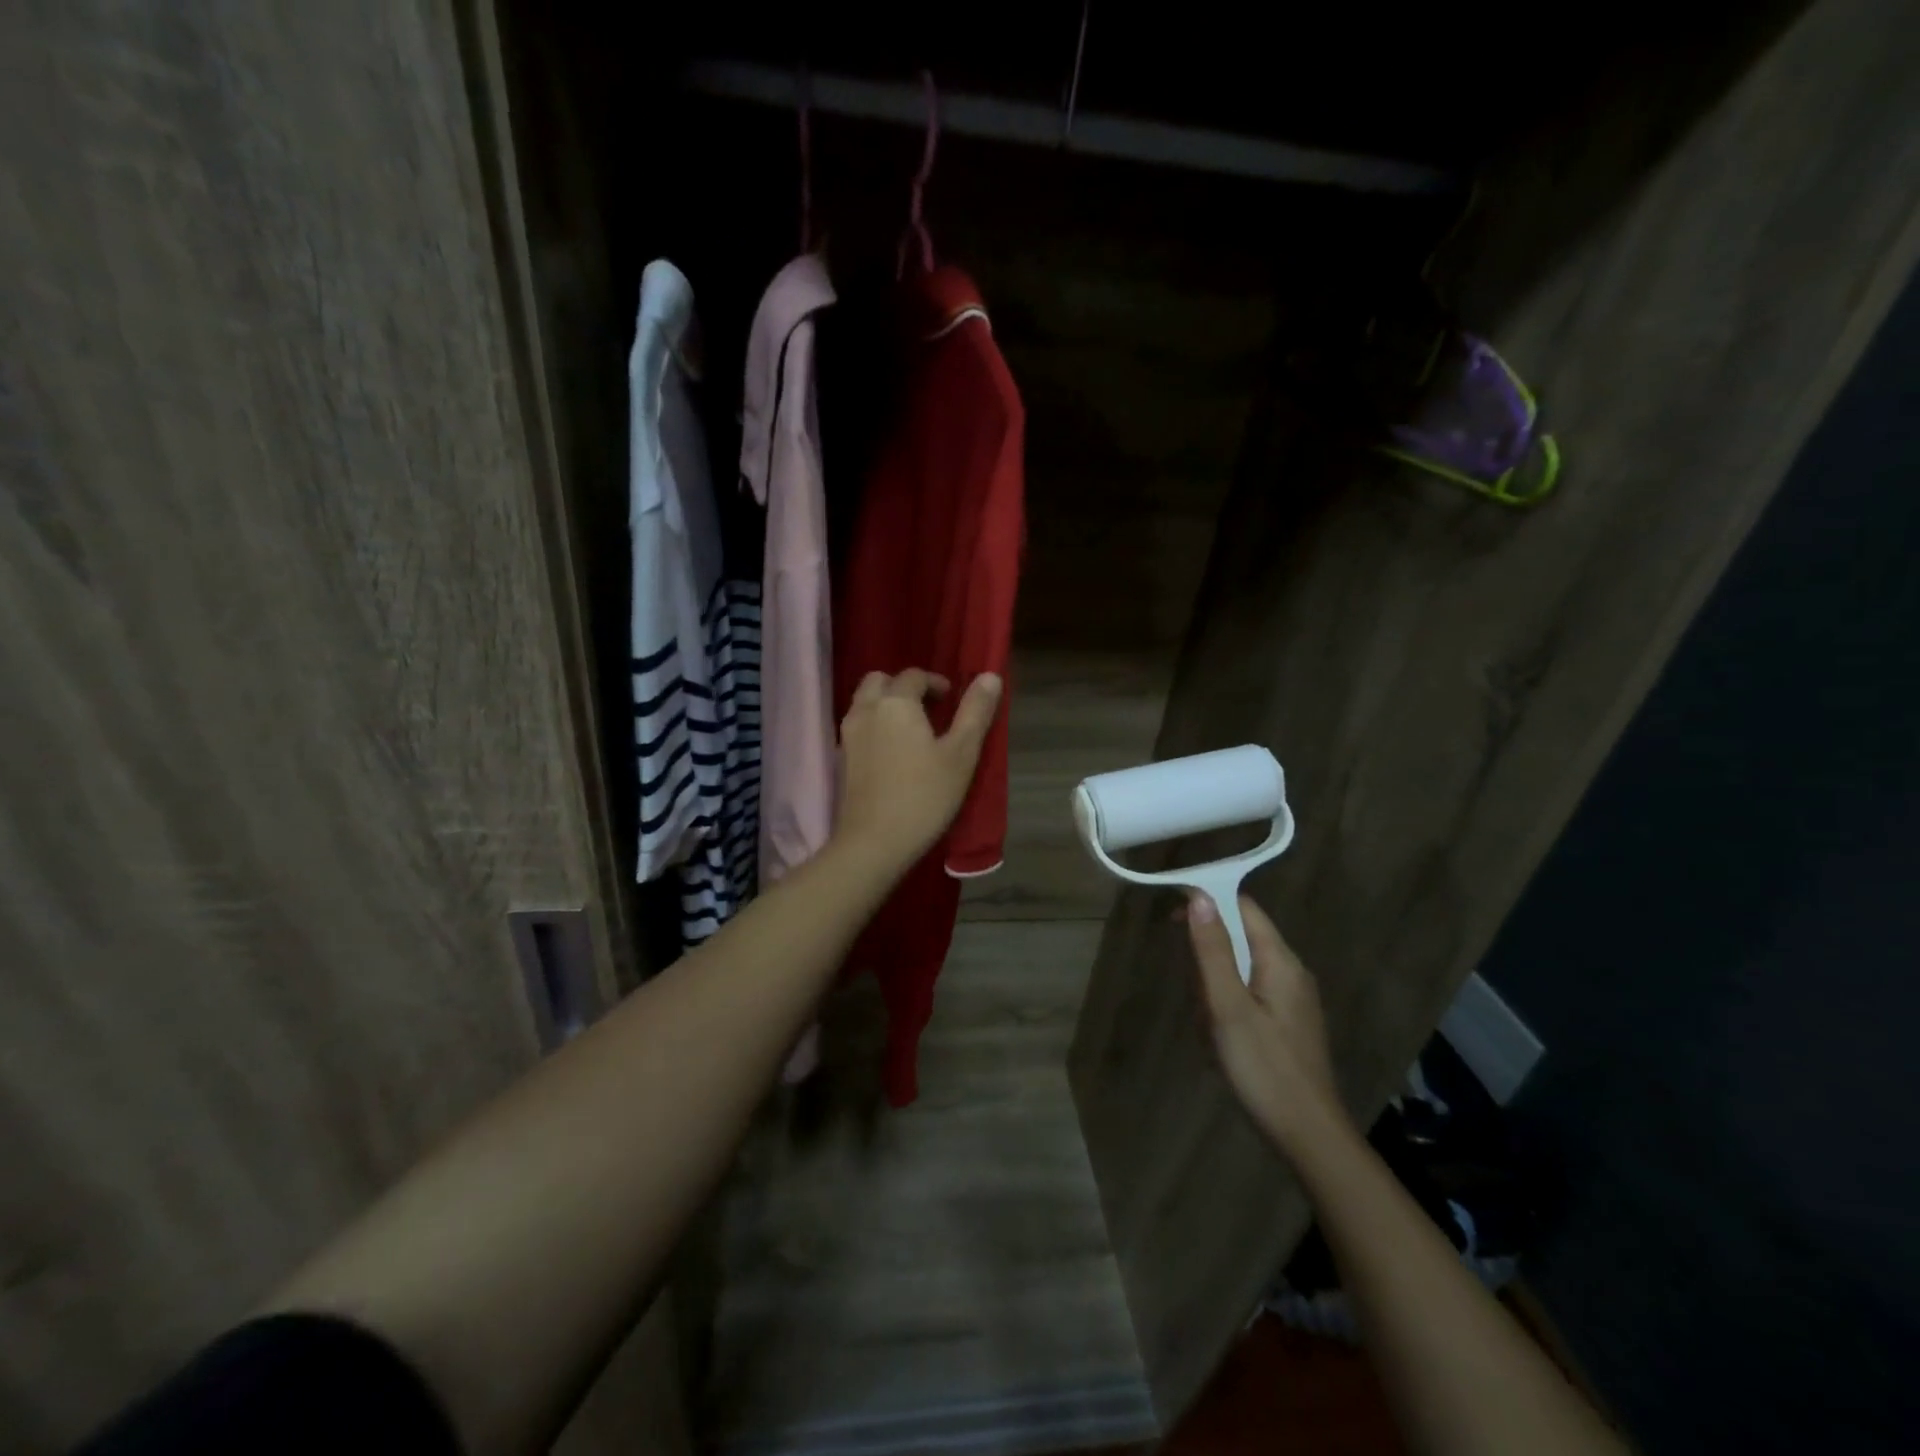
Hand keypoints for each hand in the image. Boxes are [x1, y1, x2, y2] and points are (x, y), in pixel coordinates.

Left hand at [835, 669, 1001, 866]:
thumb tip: (990, 676)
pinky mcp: (841, 758)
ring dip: (887, 704)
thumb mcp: (961, 754)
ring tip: (913, 730)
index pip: (913, 675)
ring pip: (865, 702)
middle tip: (929, 708)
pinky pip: (859, 726)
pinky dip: (875, 724)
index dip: (935, 682)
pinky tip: (894, 751)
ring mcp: (848, 735)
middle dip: (904, 686)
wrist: (874, 842)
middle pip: (880, 681)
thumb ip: (975, 712)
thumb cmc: (925, 796)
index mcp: (895, 702)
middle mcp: (866, 710)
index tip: (952, 699)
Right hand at [1185, 892, 1344, 1154]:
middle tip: (1197, 998)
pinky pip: (1247, 996)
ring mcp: (1291, 1000)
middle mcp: (1291, 972)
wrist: (1308, 1137)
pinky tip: (1220, 1042)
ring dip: (1214, 991)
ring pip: (1239, 971)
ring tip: (1208, 1029)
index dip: (1207, 901)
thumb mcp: (1227, 1006)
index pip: (1242, 906)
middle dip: (1208, 961)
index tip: (1171, 915)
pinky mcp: (1287, 1023)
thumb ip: (1213, 950)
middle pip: (1239, 938)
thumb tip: (1199, 897)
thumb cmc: (1263, 1068)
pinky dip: (1226, 1009)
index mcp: (1280, 961)